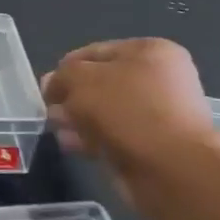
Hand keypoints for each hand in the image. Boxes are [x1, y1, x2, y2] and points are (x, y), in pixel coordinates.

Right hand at [40, 38, 218, 178]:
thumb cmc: (127, 110)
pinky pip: (114, 136)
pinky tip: (75, 147)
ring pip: (105, 112)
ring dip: (79, 120)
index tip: (47, 90)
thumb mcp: (80, 79)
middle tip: (52, 112)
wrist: (172, 168)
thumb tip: (53, 84)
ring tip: (61, 132)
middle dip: (72, 98)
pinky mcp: (154, 146)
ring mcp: (159, 114)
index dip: (65, 69)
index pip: (94, 52)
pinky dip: (93, 139)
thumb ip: (61, 76)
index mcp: (150, 51)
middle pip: (100, 83)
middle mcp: (159, 79)